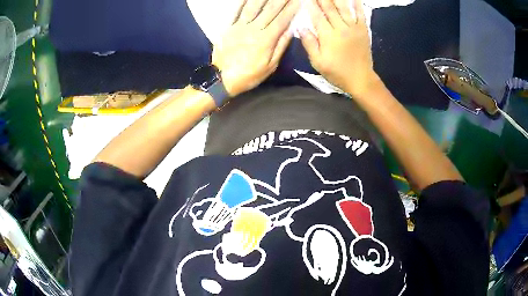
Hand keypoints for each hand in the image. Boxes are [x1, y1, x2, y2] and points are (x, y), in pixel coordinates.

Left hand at [212, 0, 300, 96]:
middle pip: (270, 10)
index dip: (291, 9)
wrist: (221, 79)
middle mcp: (254, 29)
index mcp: (266, 39)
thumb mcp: (270, 66)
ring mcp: (239, 26)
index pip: (282, 20)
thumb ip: (280, 46)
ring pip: (253, 7)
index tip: (298, 0)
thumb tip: (291, 30)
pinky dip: (243, 2)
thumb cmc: (249, 75)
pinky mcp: (229, 27)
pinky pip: (237, 11)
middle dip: (280, 0)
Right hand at [299, 0, 379, 96]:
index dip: (310, 4)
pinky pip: (360, 14)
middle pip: (329, 8)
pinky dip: (357, 4)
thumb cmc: (337, 72)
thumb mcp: (318, 62)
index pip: (316, 15)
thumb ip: (309, 44)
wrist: (361, 79)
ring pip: (343, 7)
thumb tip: (300, 27)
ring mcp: (354, 28)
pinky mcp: (363, 30)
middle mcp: (341, 28)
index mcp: (328, 36)